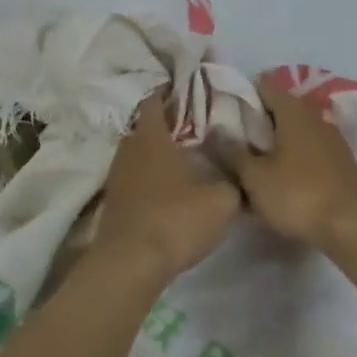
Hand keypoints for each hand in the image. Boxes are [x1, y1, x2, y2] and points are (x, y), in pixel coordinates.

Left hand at [96, 89, 241, 284]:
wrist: (130, 265)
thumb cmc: (176, 220)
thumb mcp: (223, 200)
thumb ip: (234, 180)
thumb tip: (242, 172)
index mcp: (152, 136)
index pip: (156, 99)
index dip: (172, 92)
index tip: (192, 91)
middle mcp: (129, 148)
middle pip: (148, 125)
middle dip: (170, 123)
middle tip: (198, 126)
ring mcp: (117, 175)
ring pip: (140, 152)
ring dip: (159, 152)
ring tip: (187, 157)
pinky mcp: (114, 201)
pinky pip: (135, 176)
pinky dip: (151, 176)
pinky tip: (170, 188)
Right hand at [223, 76, 356, 250]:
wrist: (353, 226)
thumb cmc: (298, 195)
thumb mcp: (255, 177)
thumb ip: (233, 152)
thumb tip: (217, 132)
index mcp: (292, 111)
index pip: (264, 86)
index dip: (242, 93)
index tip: (223, 107)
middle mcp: (314, 116)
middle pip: (280, 107)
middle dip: (258, 119)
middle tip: (233, 137)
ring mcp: (331, 138)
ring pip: (296, 129)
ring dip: (276, 139)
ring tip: (254, 158)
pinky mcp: (340, 161)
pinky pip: (309, 148)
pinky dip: (293, 154)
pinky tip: (282, 175)